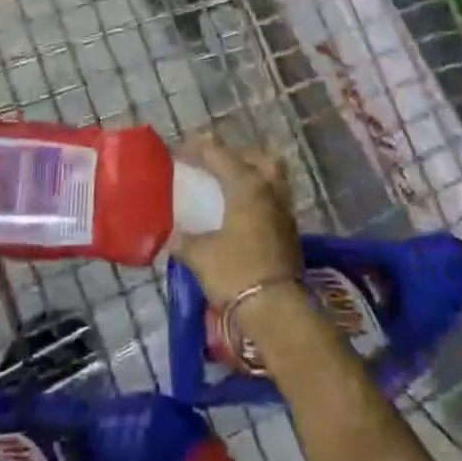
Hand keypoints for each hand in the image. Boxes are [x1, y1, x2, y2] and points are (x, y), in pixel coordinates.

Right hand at [167, 137, 301, 307]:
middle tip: (214, 166)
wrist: (276, 311)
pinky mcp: (290, 232)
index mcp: (246, 185)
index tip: (179, 152)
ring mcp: (284, 210)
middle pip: (258, 157)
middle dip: (236, 155)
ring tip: (229, 188)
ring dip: (253, 175)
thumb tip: (171, 234)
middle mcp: (269, 189)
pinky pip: (274, 200)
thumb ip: (183, 239)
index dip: (197, 149)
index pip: (220, 154)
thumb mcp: (200, 255)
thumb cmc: (235, 272)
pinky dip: (259, 197)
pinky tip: (241, 214)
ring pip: (272, 177)